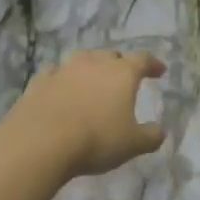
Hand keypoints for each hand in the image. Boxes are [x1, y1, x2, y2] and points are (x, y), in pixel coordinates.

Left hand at [12, 49, 167, 177]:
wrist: (40, 143)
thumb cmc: (96, 139)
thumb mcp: (132, 144)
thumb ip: (150, 136)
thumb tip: (160, 132)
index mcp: (122, 73)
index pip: (143, 60)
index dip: (153, 64)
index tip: (159, 71)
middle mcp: (94, 63)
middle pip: (111, 56)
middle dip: (120, 64)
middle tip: (124, 78)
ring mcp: (64, 70)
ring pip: (82, 60)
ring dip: (90, 68)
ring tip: (92, 80)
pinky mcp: (39, 82)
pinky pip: (55, 73)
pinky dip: (62, 79)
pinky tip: (61, 89)